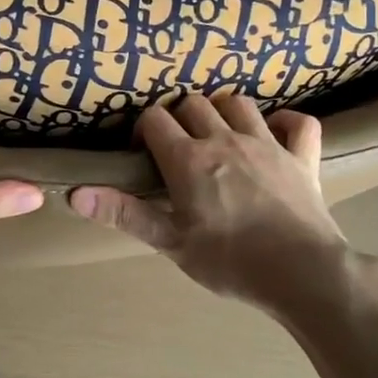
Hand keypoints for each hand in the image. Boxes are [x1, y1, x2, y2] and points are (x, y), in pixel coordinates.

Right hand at [69, 93, 368, 313]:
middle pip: (193, 104)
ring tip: (218, 131)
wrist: (302, 273)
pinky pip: (299, 123)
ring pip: (239, 103)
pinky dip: (286, 121)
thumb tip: (75, 194)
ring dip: (223, 110)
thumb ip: (123, 213)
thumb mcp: (169, 242)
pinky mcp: (302, 157)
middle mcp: (225, 140)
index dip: (144, 130)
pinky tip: (276, 132)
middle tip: (178, 145)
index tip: (143, 153)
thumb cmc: (229, 261)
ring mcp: (267, 144)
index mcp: (189, 159)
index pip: (155, 120)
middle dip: (179, 116)